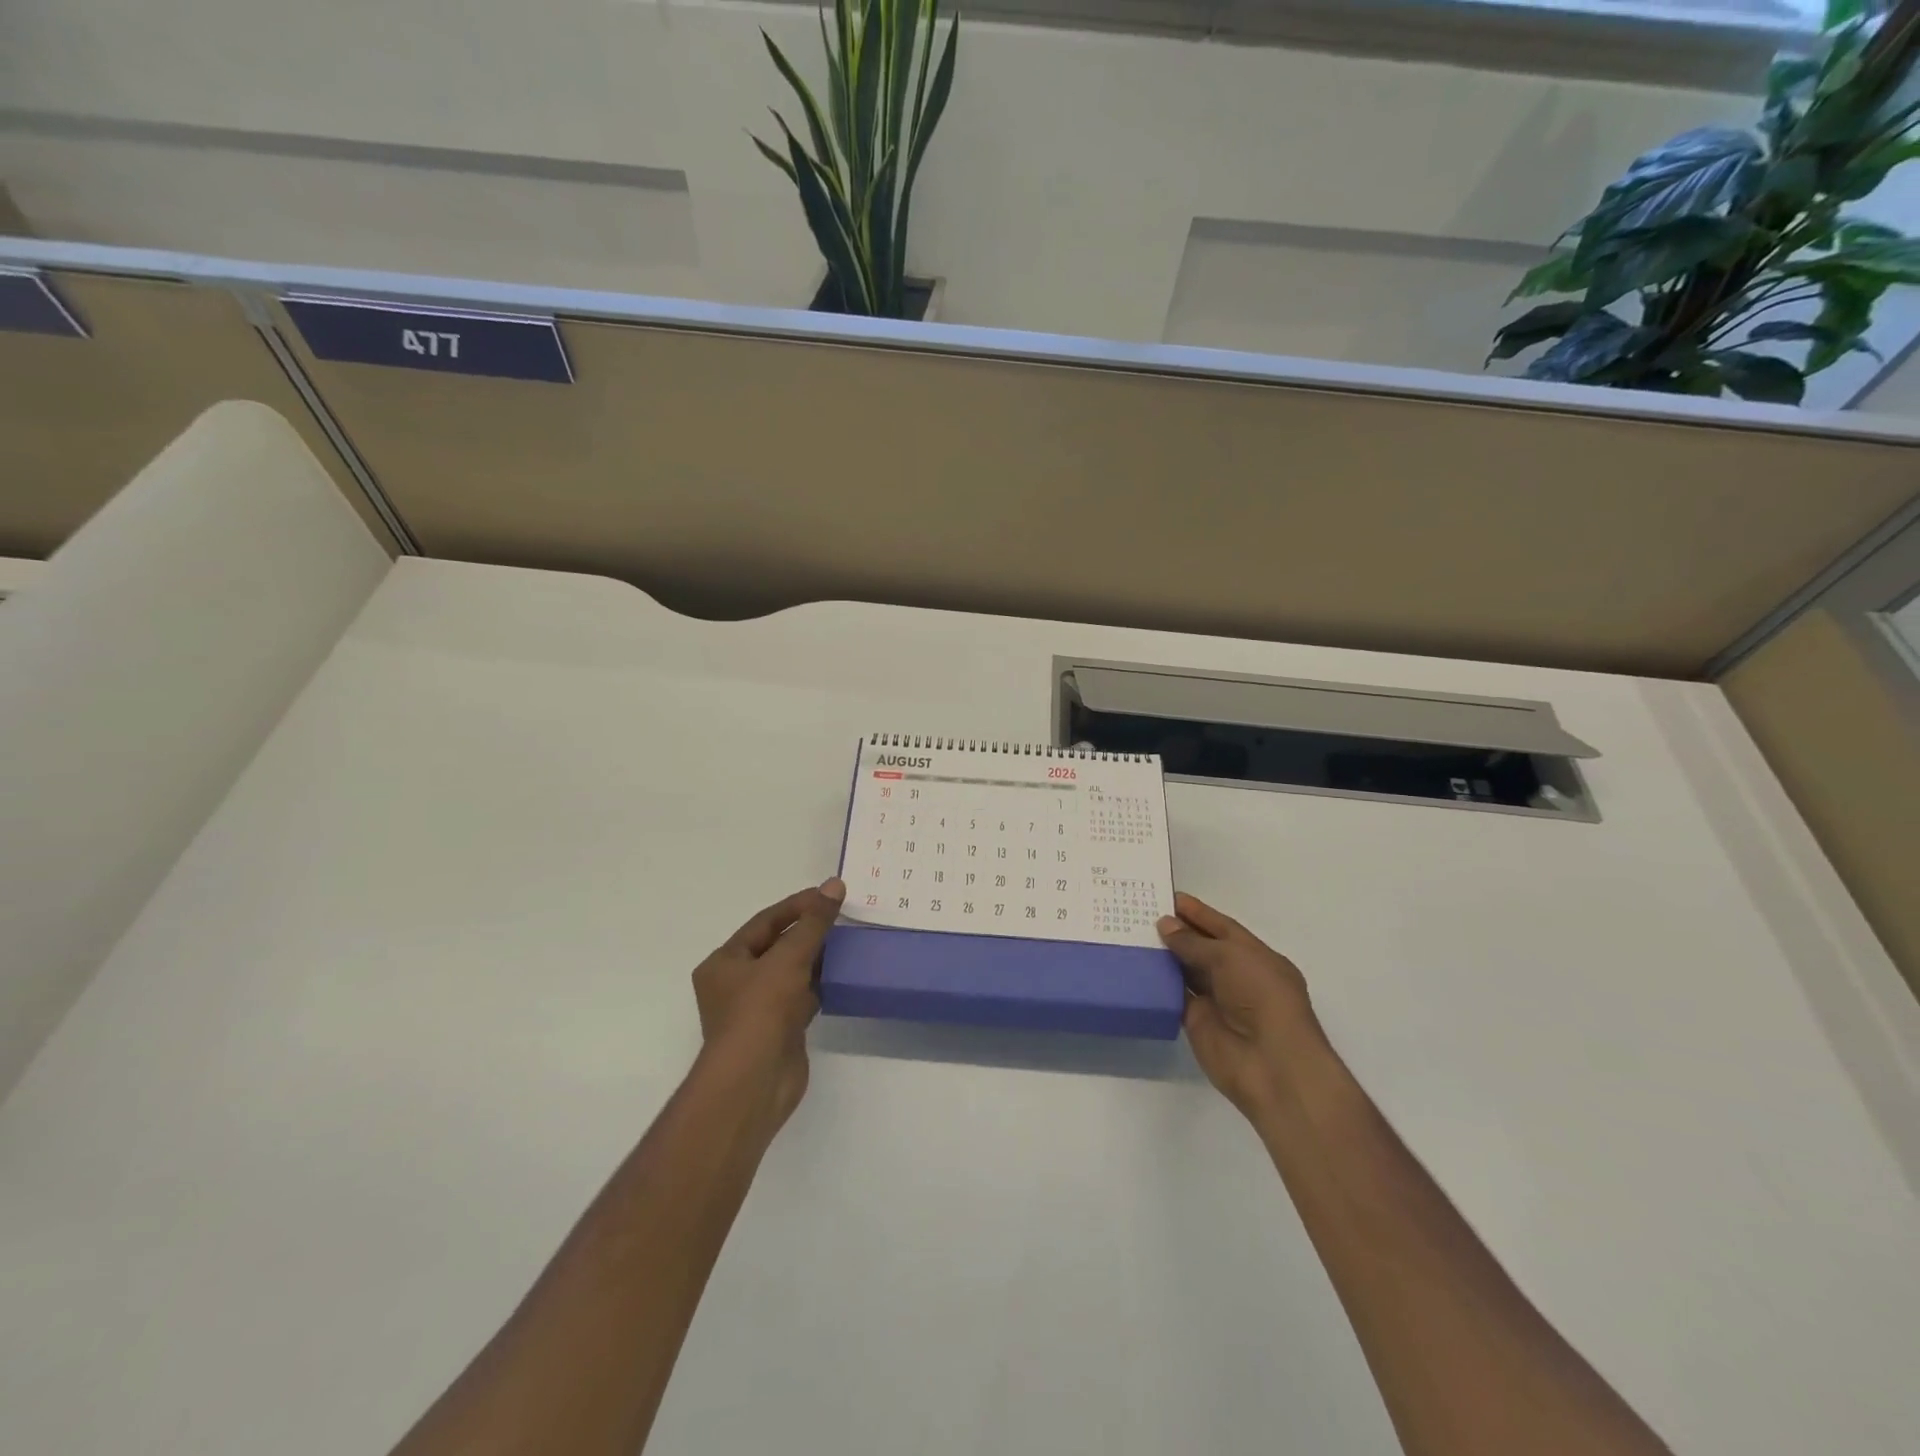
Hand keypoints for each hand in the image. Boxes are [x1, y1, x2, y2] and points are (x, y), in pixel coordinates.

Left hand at [691, 878, 844, 1131]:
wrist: (754, 1082)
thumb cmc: (760, 1011)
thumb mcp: (788, 958)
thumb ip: (813, 922)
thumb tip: (834, 885)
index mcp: (725, 962)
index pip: (764, 922)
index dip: (797, 905)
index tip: (829, 894)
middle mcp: (736, 984)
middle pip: (777, 946)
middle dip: (808, 931)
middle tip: (842, 916)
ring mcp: (757, 1009)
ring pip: (791, 973)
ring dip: (816, 958)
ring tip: (848, 941)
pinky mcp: (779, 1030)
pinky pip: (801, 997)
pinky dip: (819, 985)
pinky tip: (842, 975)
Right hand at [1158, 892, 1326, 1118]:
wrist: (1271, 1064)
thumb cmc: (1261, 997)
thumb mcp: (1230, 957)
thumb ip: (1194, 942)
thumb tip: (1165, 925)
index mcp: (1256, 957)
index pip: (1223, 928)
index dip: (1198, 913)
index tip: (1169, 897)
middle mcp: (1238, 976)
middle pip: (1203, 948)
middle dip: (1178, 931)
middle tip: (1143, 912)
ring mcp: (1217, 1000)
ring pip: (1187, 970)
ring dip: (1165, 954)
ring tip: (1133, 933)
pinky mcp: (1197, 1021)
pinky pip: (1174, 995)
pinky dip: (1158, 981)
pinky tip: (1136, 964)